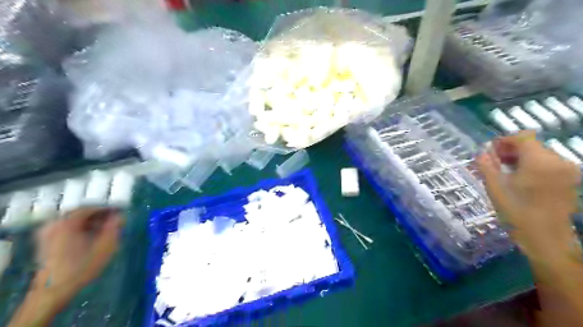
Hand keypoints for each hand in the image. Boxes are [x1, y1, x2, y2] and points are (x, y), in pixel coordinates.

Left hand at [36, 209, 121, 293]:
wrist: (53, 291)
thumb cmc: (81, 267)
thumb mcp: (105, 246)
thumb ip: (114, 228)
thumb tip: (120, 216)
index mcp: (68, 222)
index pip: (91, 207)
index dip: (108, 208)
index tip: (120, 211)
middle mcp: (55, 223)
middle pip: (81, 213)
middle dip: (99, 215)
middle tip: (114, 220)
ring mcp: (47, 233)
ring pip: (74, 221)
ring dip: (91, 223)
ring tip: (105, 230)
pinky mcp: (45, 242)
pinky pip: (66, 228)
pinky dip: (80, 229)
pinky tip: (90, 237)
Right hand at [476, 131, 579, 260]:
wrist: (545, 238)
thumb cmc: (516, 211)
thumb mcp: (494, 186)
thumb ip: (486, 164)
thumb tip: (482, 151)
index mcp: (539, 161)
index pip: (523, 136)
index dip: (505, 140)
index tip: (491, 152)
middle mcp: (558, 161)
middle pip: (532, 145)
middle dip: (512, 150)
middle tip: (495, 163)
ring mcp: (567, 171)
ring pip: (540, 154)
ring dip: (521, 159)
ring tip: (506, 173)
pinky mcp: (569, 180)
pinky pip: (548, 164)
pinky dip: (533, 166)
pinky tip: (521, 180)